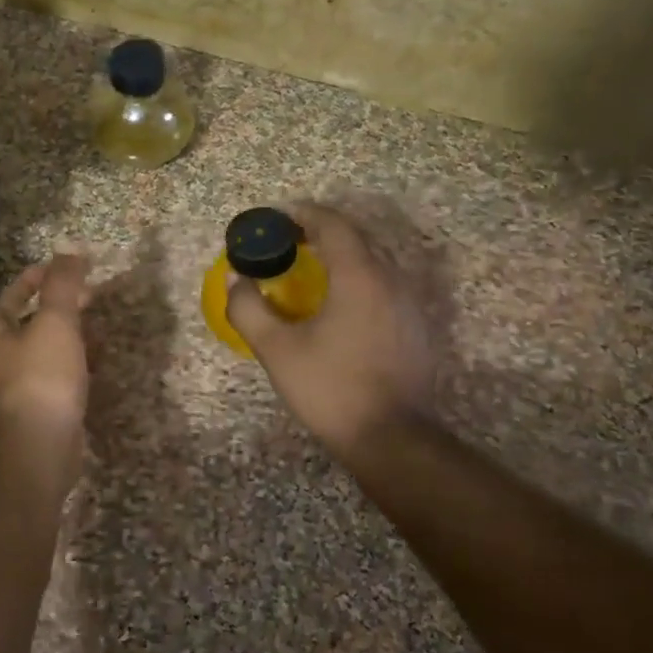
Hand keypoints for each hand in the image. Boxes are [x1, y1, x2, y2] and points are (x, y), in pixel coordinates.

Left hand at [0, 252, 90, 464]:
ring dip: (68, 333)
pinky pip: (58, 374)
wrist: (41, 447)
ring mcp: (19, 386)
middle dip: (58, 305)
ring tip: (96, 322)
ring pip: (45, 348)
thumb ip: (63, 284)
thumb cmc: (42, 377)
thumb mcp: (55, 321)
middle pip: (29, 321)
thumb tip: (71, 251)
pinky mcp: (40, 408)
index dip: (38, 276)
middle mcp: (1, 358)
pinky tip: (96, 361)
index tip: (66, 266)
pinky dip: (76, 361)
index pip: (14, 294)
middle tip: (88, 293)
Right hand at [225, 202, 435, 456]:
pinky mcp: (415, 327)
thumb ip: (248, 308)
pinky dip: (356, 281)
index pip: (333, 224)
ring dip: (339, 257)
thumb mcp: (277, 350)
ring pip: (372, 263)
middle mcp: (391, 279)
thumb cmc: (330, 388)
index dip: (303, 214)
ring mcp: (409, 304)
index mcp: (359, 276)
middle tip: (287, 244)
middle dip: (319, 233)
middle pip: (355, 239)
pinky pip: (383, 287)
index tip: (277, 219)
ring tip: (308, 271)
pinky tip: (337, 307)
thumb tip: (237, 279)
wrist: (391, 438)